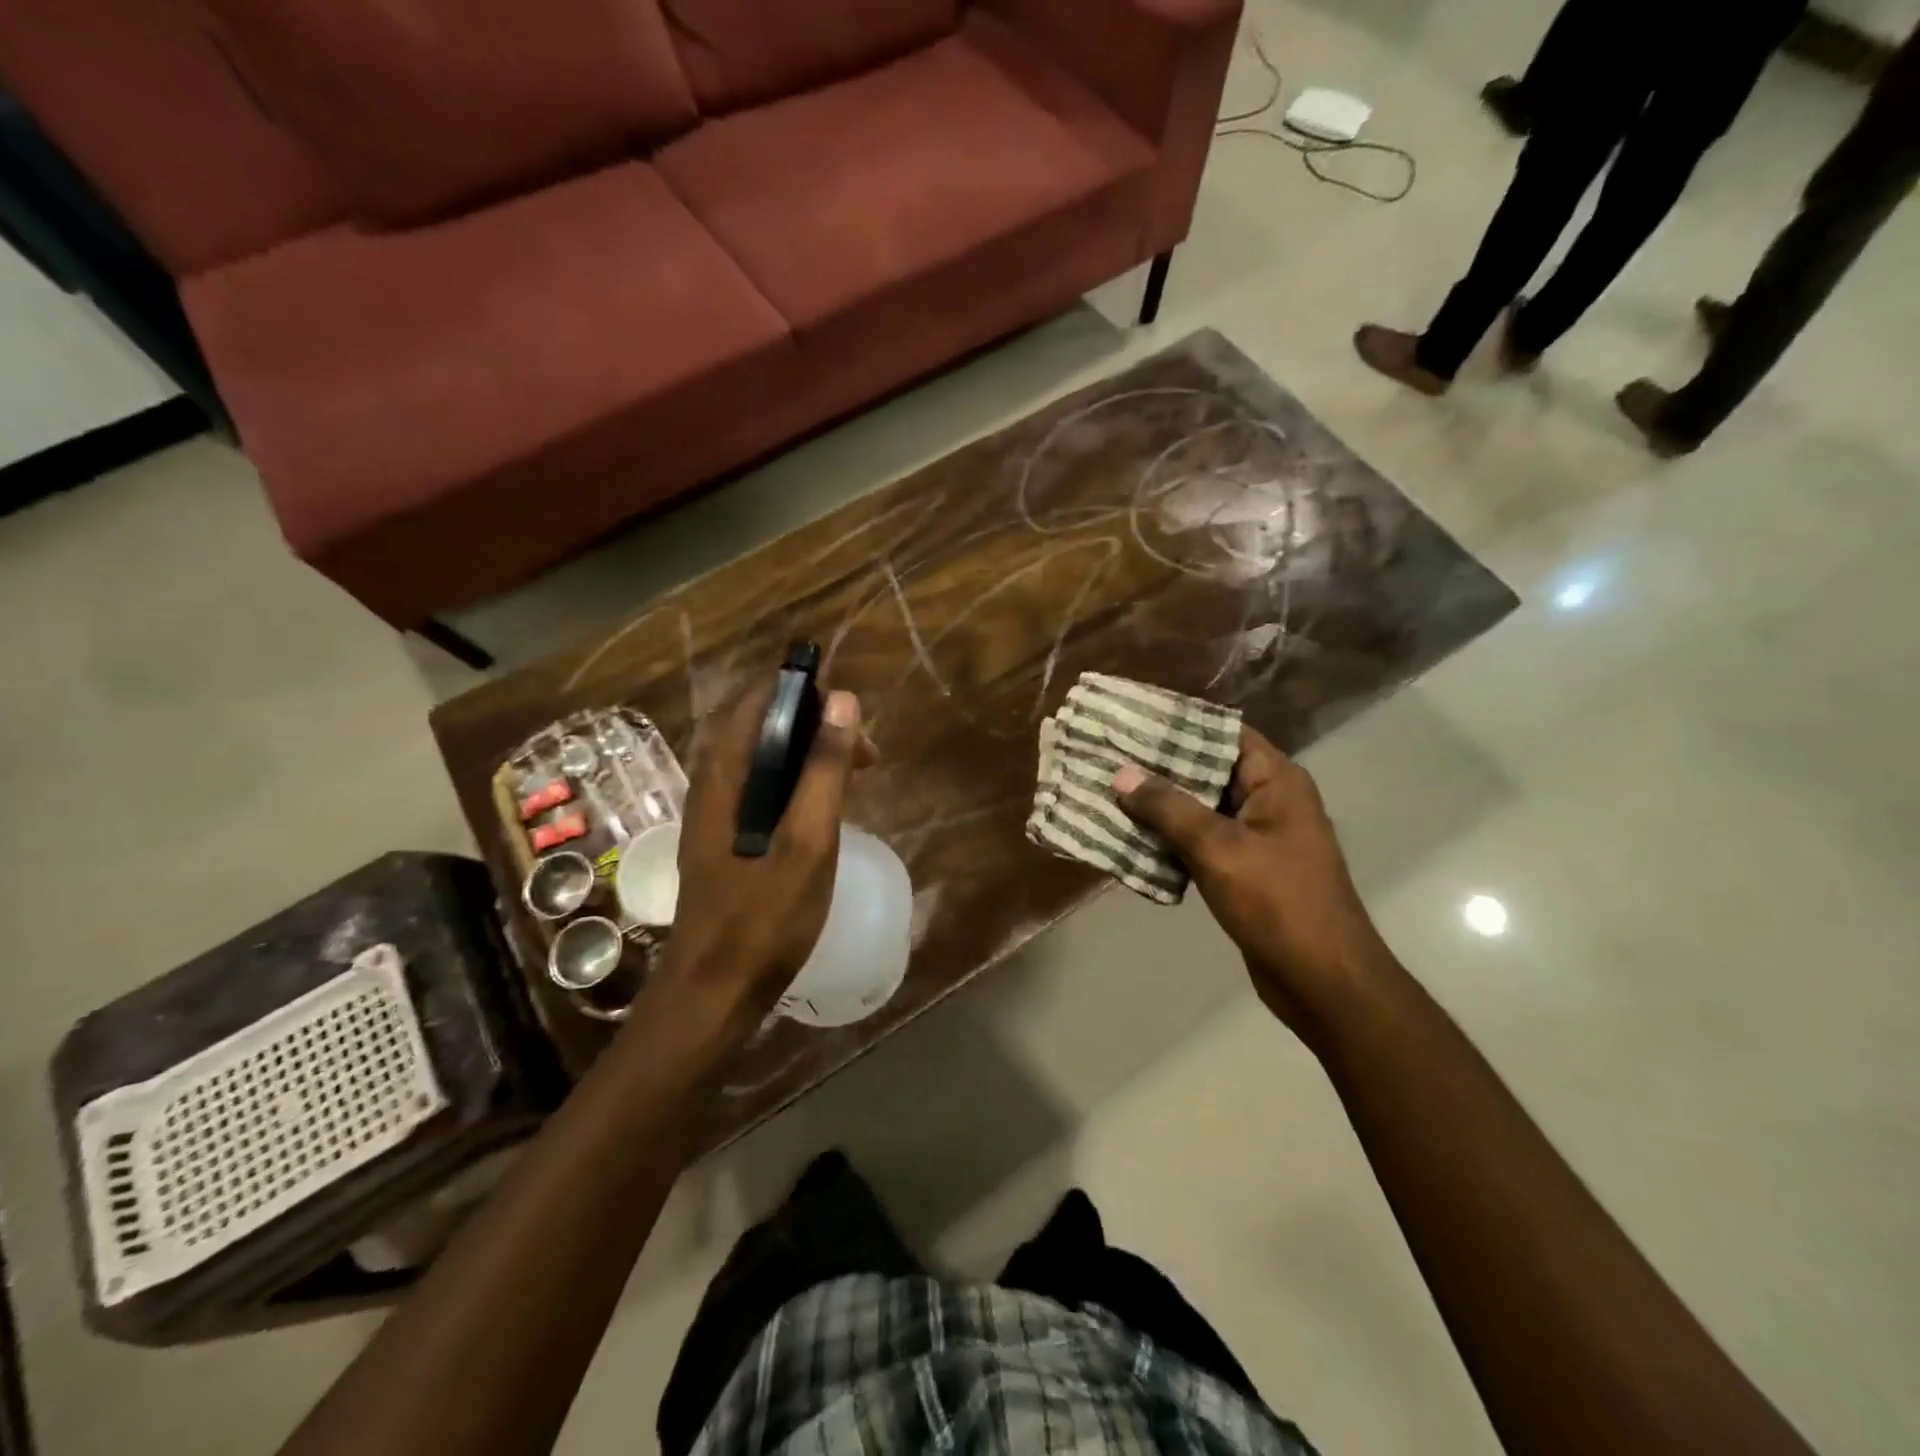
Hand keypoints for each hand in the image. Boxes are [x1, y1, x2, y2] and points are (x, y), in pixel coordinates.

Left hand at [661, 683, 874, 1021]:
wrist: (714, 989)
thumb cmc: (764, 916)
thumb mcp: (808, 840)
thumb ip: (825, 770)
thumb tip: (843, 700)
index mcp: (724, 772)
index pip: (757, 698)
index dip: (804, 692)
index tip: (851, 715)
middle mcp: (711, 781)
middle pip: (758, 723)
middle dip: (812, 723)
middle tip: (863, 752)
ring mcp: (713, 811)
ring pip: (761, 756)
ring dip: (807, 752)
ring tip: (853, 774)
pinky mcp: (722, 836)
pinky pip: (759, 785)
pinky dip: (795, 780)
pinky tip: (822, 807)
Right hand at [1112, 726, 1394, 1040]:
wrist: (1323, 981)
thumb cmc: (1277, 903)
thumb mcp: (1218, 848)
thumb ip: (1168, 807)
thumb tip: (1121, 774)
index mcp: (1276, 780)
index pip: (1223, 732)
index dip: (1179, 723)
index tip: (1131, 719)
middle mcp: (1270, 799)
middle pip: (1208, 768)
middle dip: (1159, 765)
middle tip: (1108, 756)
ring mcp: (1259, 836)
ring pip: (1201, 807)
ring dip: (1160, 805)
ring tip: (1109, 791)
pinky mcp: (1246, 869)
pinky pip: (1202, 841)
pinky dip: (1170, 838)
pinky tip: (1130, 837)